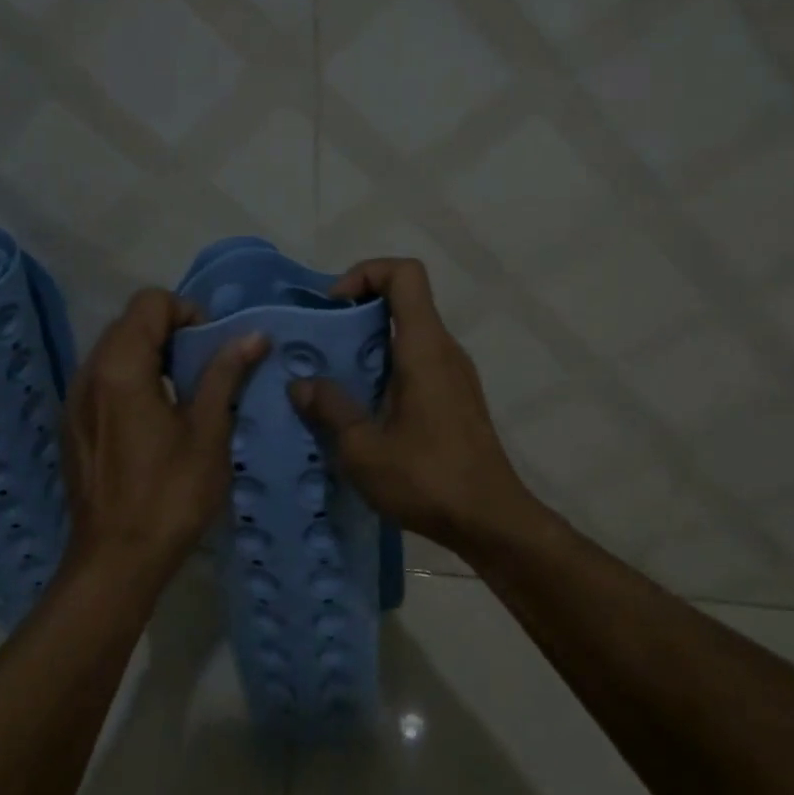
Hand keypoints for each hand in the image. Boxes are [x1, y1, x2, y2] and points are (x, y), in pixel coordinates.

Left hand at [61, 290, 268, 585]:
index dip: (187, 312)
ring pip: (114, 351)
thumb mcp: (208, 432)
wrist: (116, 562)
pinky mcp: (73, 426)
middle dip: (172, 332)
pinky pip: (103, 381)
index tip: (212, 347)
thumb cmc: (170, 495)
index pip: (150, 303)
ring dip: (152, 356)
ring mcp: (75, 401)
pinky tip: (156, 420)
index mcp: (120, 368)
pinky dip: (132, 380)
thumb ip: (224, 375)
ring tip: (184, 394)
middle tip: (205, 369)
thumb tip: (252, 335)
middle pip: (130, 323)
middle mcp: (88, 374)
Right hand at [288, 258, 541, 549]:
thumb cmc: (427, 479)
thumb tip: (302, 384)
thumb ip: (330, 408)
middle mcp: (444, 350)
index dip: (365, 274)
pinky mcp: (457, 399)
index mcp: (424, 348)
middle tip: (320, 349)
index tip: (333, 308)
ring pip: (408, 336)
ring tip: (332, 382)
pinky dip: (386, 371)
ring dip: (368, 347)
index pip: (404, 274)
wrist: (491, 521)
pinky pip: (417, 364)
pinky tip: (363, 412)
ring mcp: (455, 375)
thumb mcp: (363, 448)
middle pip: (403, 302)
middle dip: (356, 314)